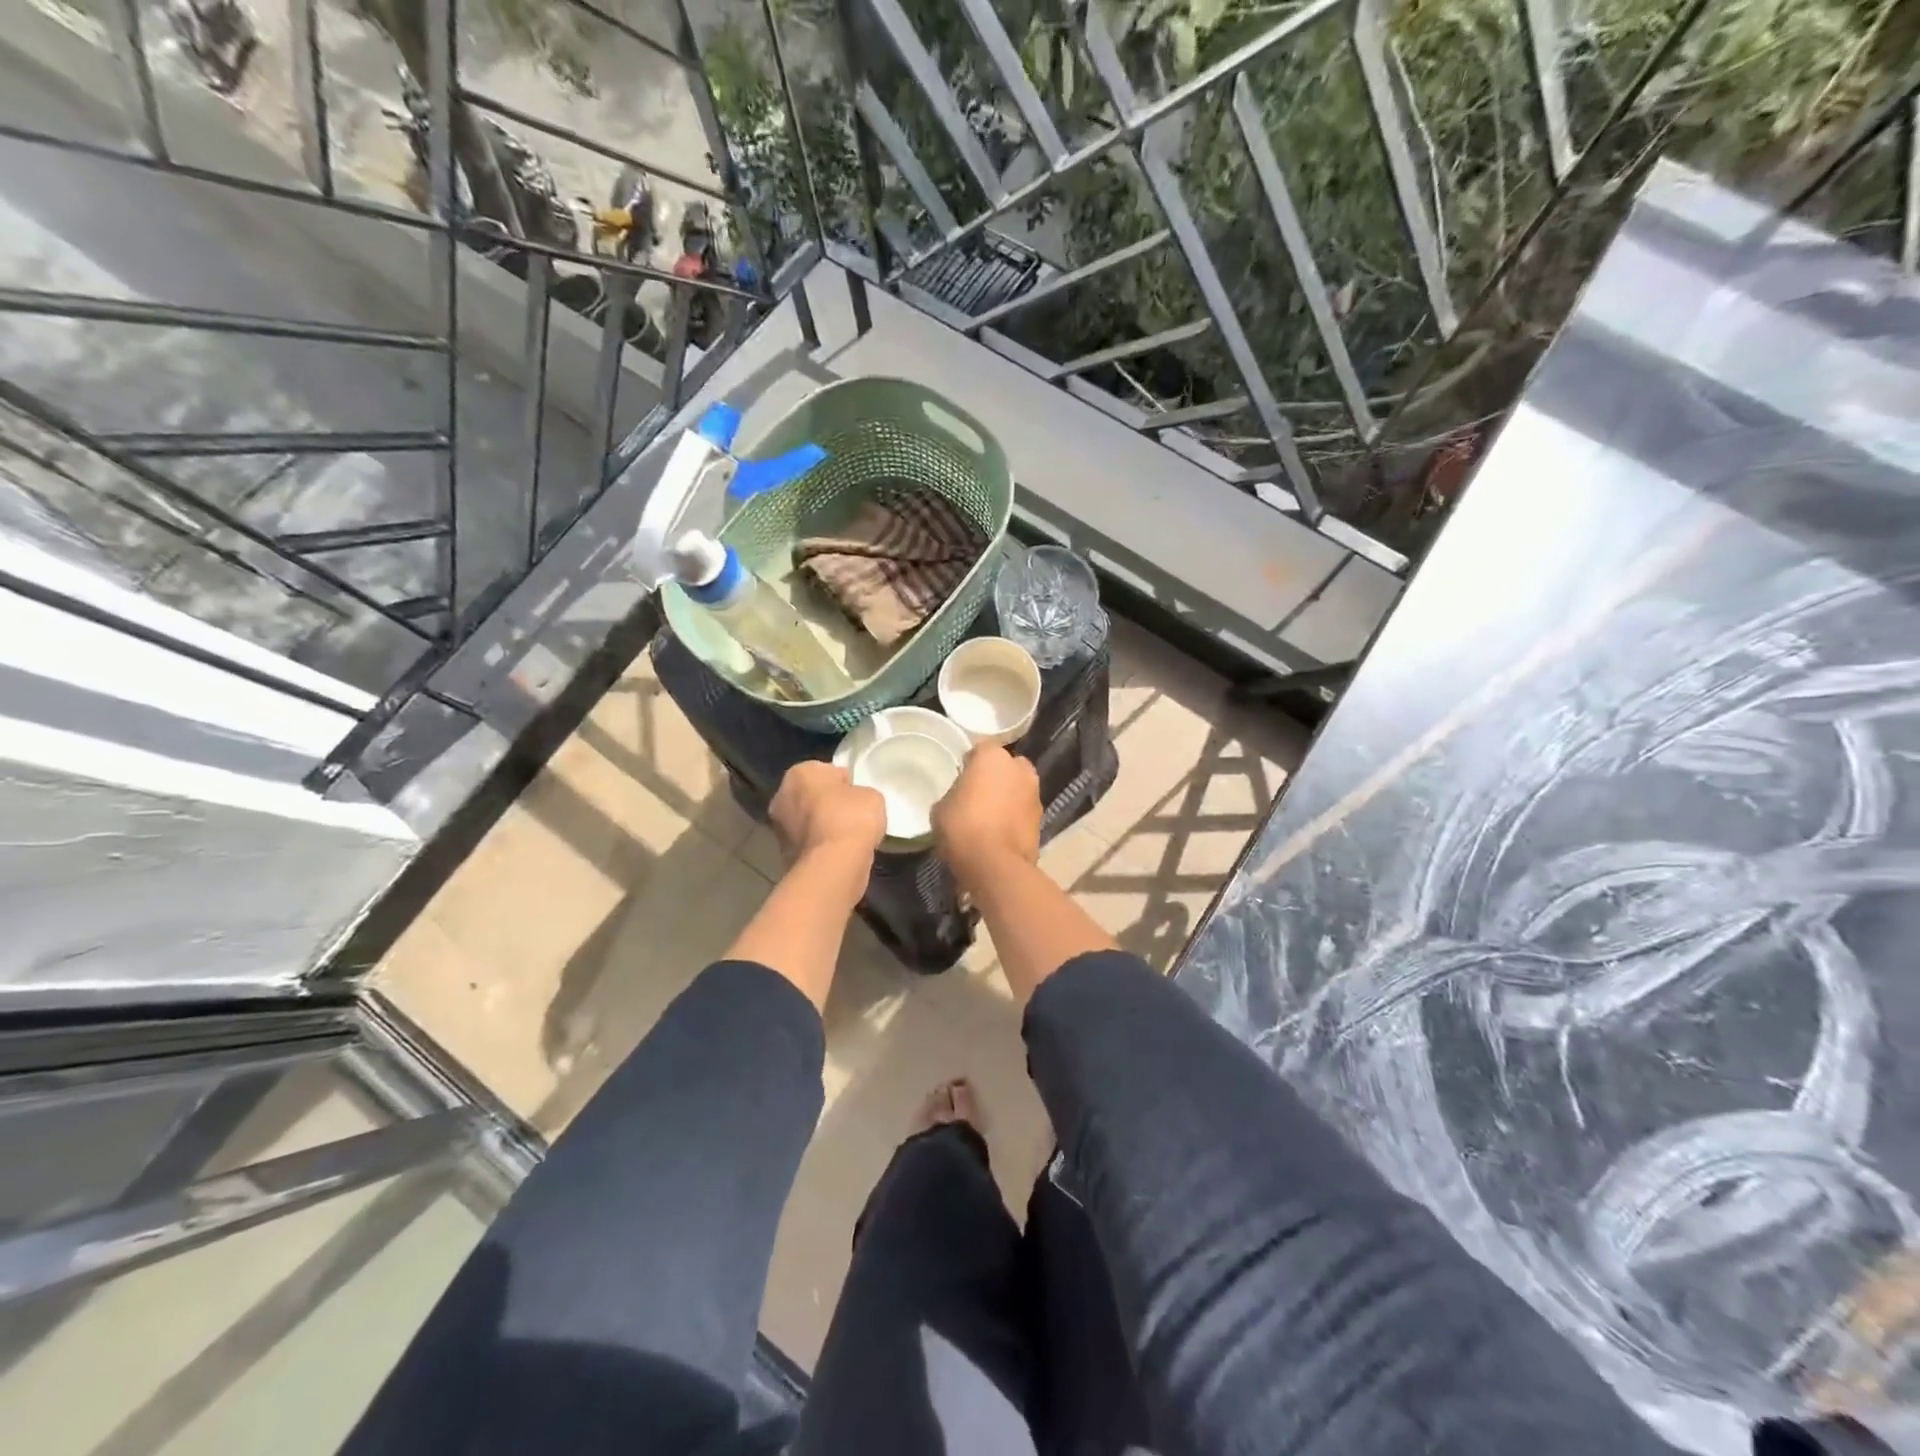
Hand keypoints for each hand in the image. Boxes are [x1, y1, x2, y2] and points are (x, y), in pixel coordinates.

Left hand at [768, 761, 885, 866]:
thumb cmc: (852, 818)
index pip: (825, 771)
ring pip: (805, 821)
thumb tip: (852, 800)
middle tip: (850, 814)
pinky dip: (818, 846)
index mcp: (800, 773)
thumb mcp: (871, 795)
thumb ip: (859, 793)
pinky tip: (837, 852)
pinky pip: (807, 843)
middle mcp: (781, 796)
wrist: (834, 863)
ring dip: (820, 826)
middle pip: (810, 795)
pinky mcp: (782, 854)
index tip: (857, 794)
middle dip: (826, 803)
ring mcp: (778, 827)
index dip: (843, 782)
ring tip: (845, 836)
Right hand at [932, 744, 1041, 888]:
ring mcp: (1034, 792)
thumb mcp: (941, 808)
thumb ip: (954, 793)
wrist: (995, 865)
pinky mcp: (1042, 817)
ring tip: (989, 816)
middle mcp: (1019, 767)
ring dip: (1007, 796)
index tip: (960, 778)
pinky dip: (1015, 815)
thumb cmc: (962, 827)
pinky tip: (1000, 831)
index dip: (969, 764)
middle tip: (977, 795)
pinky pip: (1023, 809)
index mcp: (992, 756)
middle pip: (1004, 766)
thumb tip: (960, 798)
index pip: (979, 750)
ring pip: (1017, 787)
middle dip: (994, 776)